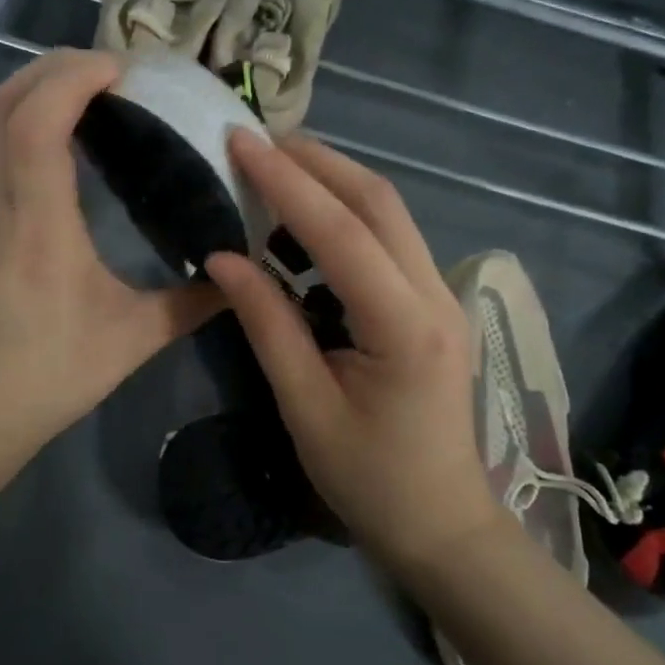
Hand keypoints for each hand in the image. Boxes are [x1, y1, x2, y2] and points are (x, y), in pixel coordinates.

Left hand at [0, 49, 221, 467]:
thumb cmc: (48, 376)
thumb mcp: (131, 341)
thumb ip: (190, 305)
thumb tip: (238, 278)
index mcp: (38, 222)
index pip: (40, 119)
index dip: (76, 77)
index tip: (123, 70)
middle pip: (7, 103)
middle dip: (55, 68)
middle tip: (111, 72)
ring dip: (32, 95)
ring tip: (82, 99)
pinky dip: (13, 132)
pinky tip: (43, 153)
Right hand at [206, 133, 502, 569]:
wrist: (441, 522)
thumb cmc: (368, 479)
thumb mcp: (305, 407)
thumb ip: (267, 324)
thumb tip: (222, 257)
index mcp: (404, 326)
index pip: (342, 233)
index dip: (288, 183)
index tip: (241, 142)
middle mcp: (434, 295)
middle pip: (379, 202)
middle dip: (317, 162)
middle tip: (257, 141)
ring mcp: (442, 296)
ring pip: (390, 213)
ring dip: (334, 181)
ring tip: (275, 168)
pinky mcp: (433, 303)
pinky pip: (391, 239)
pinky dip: (348, 213)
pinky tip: (307, 220)